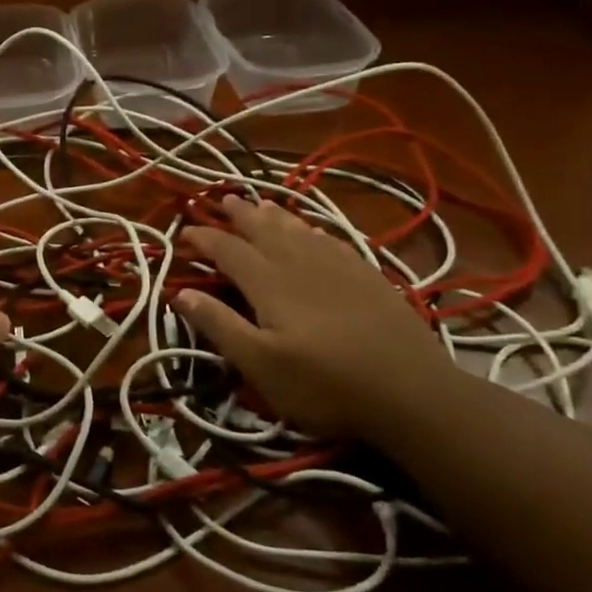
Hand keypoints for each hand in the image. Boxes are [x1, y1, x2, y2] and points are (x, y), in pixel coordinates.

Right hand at [175, 196, 454, 438]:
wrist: (412, 393)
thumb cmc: (325, 386)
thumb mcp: (260, 365)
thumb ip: (219, 325)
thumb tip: (179, 293)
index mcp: (269, 283)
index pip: (228, 250)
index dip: (204, 239)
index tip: (184, 232)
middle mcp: (300, 263)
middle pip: (264, 229)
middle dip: (239, 214)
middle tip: (222, 199)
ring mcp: (338, 266)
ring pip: (298, 229)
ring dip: (274, 215)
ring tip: (260, 203)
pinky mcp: (368, 276)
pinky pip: (331, 240)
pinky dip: (312, 230)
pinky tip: (313, 231)